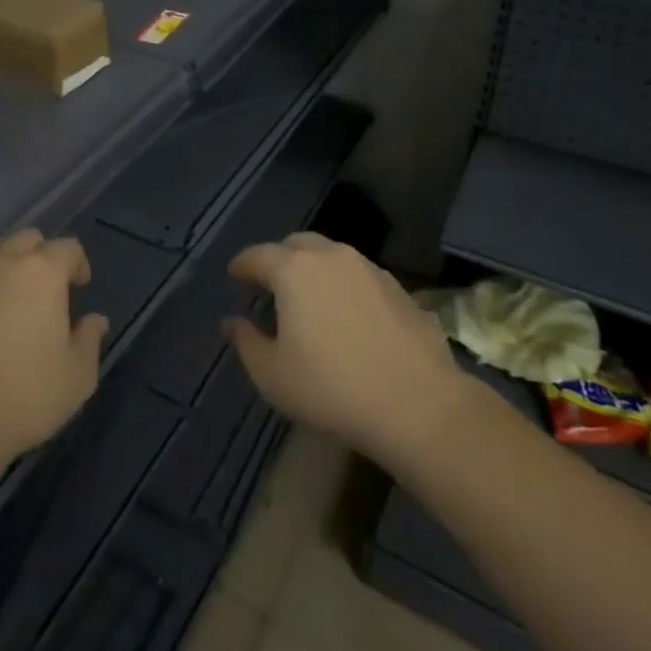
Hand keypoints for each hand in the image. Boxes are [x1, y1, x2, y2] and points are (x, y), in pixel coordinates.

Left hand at [0, 230, 107, 487]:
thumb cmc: (25, 397)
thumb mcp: (78, 377)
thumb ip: (90, 339)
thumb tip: (94, 319)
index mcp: (42, 272)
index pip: (68, 248)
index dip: (78, 264)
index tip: (80, 288)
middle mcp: (3, 262)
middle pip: (28, 239)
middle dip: (43, 256)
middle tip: (48, 289)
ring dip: (8, 264)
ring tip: (11, 295)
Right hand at [225, 233, 474, 470]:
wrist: (419, 406)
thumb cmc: (332, 389)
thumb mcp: (272, 375)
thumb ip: (245, 342)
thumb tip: (231, 322)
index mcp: (294, 270)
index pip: (257, 255)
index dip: (242, 265)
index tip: (234, 276)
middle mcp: (331, 257)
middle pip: (296, 245)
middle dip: (279, 259)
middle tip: (270, 284)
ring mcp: (370, 269)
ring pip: (332, 256)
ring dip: (314, 270)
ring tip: (310, 299)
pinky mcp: (400, 289)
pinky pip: (360, 277)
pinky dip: (345, 286)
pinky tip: (348, 316)